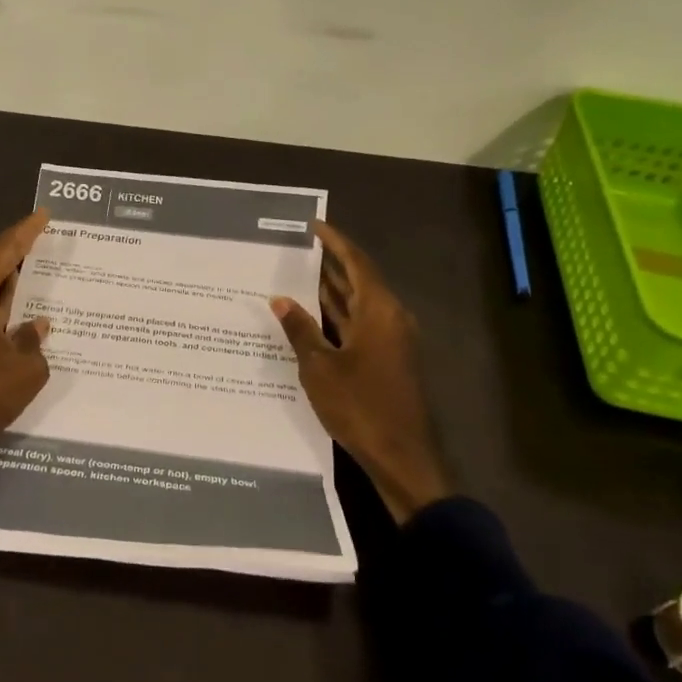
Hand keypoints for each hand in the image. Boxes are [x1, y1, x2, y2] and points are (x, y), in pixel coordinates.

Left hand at [0, 211, 52, 463]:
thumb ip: (34, 341)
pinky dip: (8, 308)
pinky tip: (29, 315)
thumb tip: (36, 326)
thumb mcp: (25, 367)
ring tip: (48, 273)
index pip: (5, 250)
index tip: (45, 215)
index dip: (26, 231)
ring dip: (16, 284)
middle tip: (52, 242)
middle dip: (23, 254)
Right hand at [271, 220, 456, 524]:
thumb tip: (280, 299)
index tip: (314, 226)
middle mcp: (390, 318)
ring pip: (361, 304)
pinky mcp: (389, 360)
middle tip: (302, 249)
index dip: (335, 243)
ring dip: (335, 291)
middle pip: (361, 280)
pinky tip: (316, 318)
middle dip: (333, 264)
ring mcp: (393, 340)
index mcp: (379, 311)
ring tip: (302, 275)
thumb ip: (300, 329)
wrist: (400, 454)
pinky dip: (340, 316)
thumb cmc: (359, 405)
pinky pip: (362, 324)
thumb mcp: (319, 367)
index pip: (356, 263)